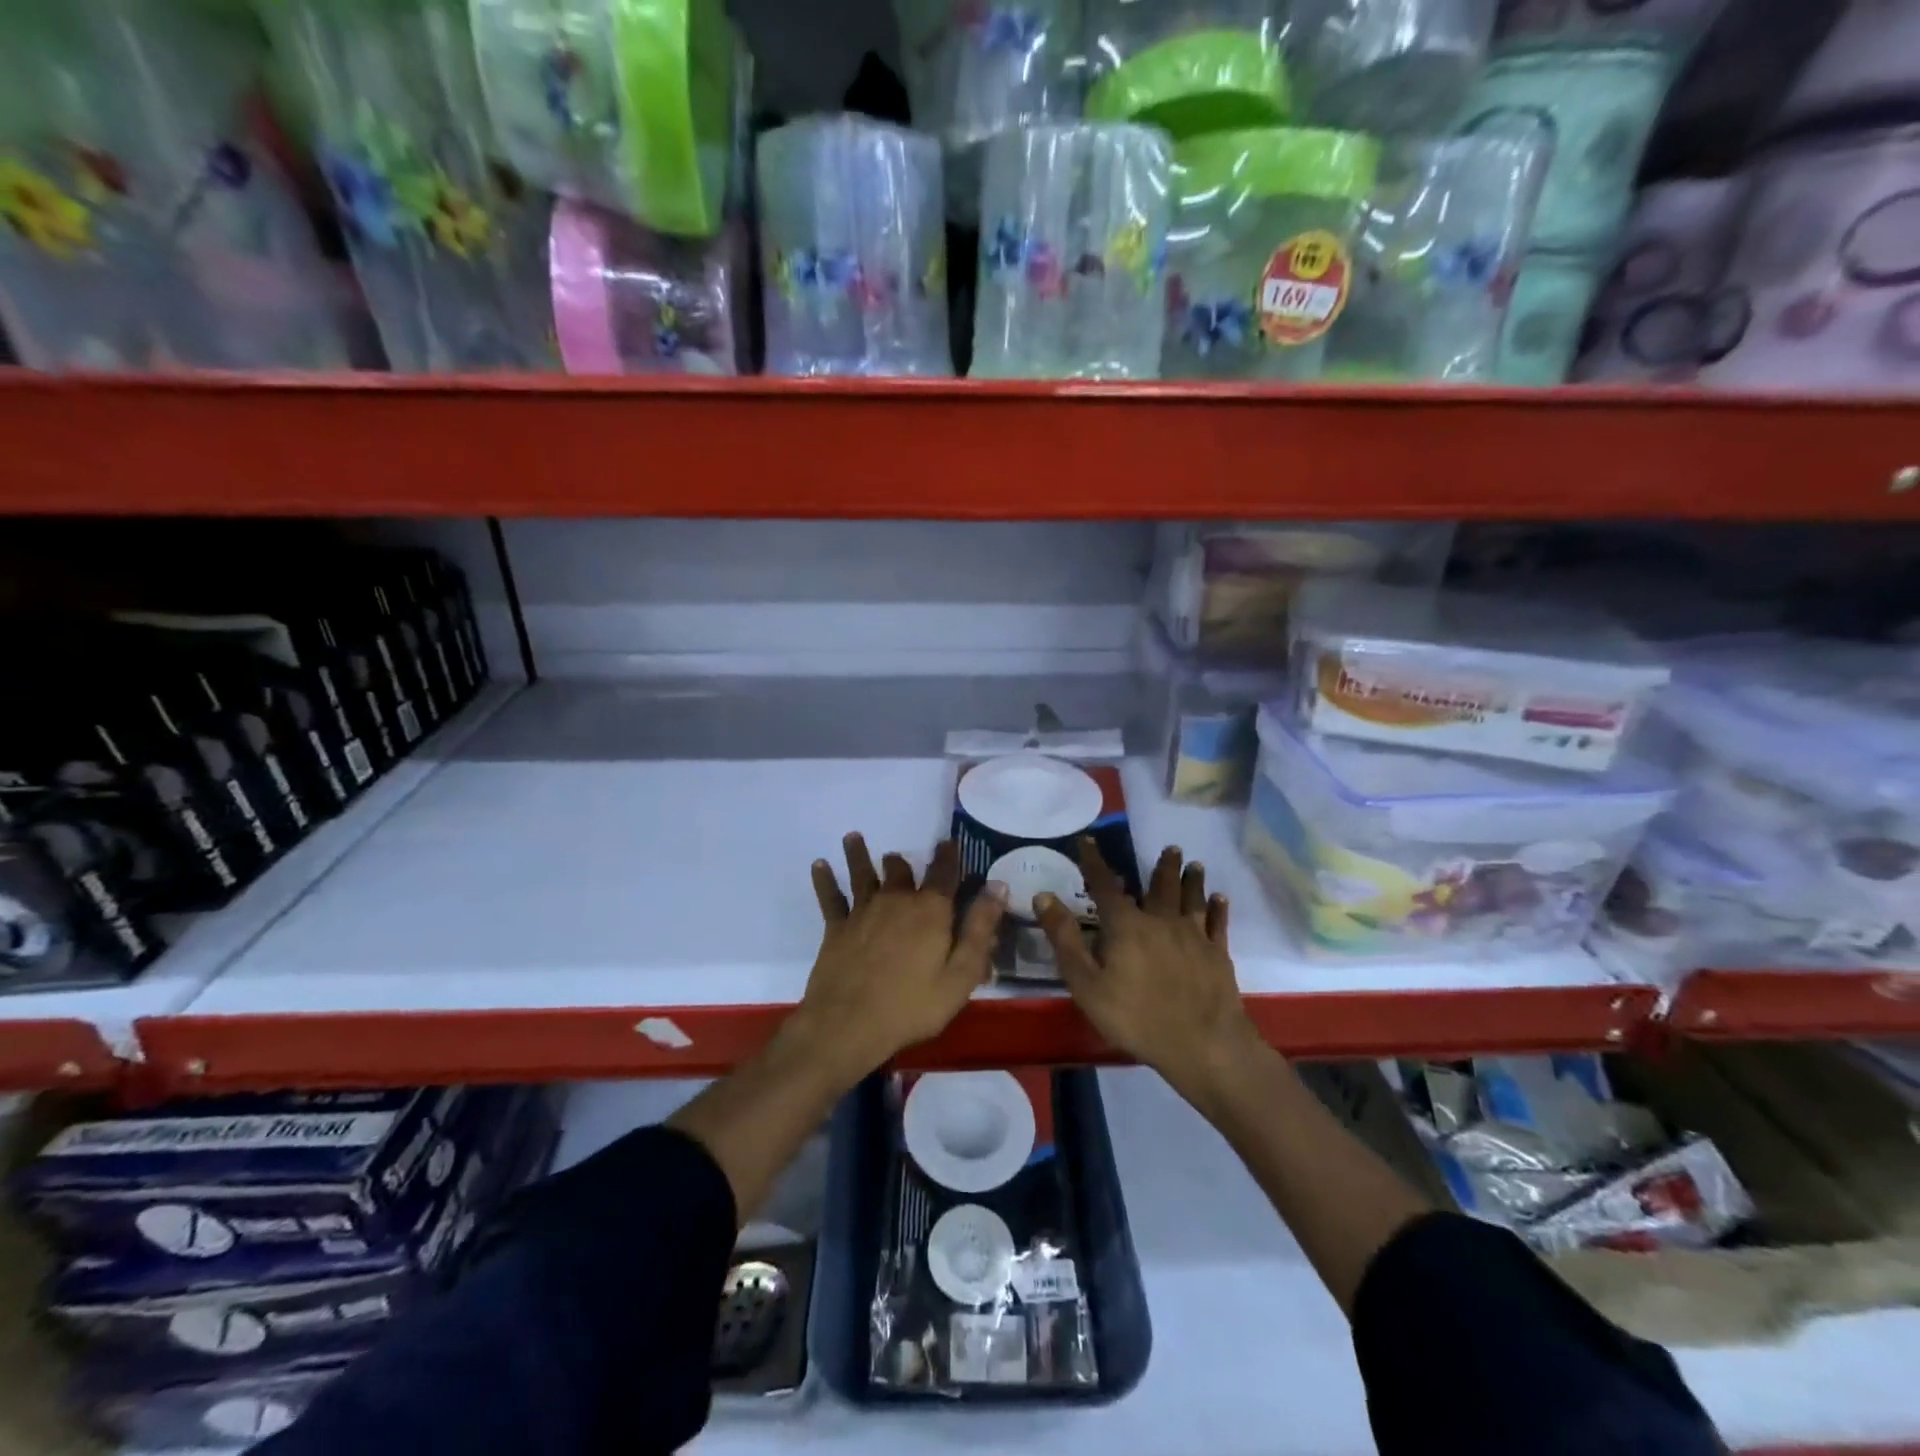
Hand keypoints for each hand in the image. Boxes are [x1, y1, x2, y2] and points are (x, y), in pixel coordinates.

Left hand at [795, 834, 1005, 1081]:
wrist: (848, 1024)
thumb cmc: (912, 1005)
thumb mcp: (961, 974)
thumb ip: (979, 929)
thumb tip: (997, 885)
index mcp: (930, 910)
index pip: (944, 873)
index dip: (948, 856)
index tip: (949, 843)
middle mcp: (896, 900)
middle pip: (900, 871)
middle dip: (902, 861)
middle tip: (900, 856)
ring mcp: (863, 912)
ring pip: (863, 874)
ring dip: (859, 854)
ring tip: (853, 837)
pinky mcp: (837, 928)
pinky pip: (830, 897)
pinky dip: (824, 879)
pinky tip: (819, 864)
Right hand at [1036, 842, 1259, 1096]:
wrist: (1203, 1044)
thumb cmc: (1137, 1017)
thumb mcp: (1086, 983)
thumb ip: (1065, 938)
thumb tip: (1044, 896)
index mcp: (1126, 925)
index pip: (1105, 885)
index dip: (1094, 862)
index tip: (1088, 840)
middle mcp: (1161, 920)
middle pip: (1161, 886)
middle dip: (1163, 866)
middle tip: (1170, 847)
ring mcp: (1194, 936)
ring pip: (1192, 898)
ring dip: (1192, 879)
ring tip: (1195, 864)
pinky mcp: (1218, 954)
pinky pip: (1218, 923)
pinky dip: (1218, 908)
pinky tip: (1221, 899)